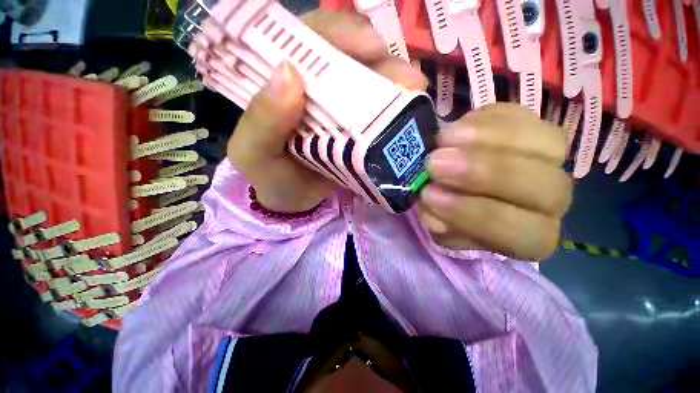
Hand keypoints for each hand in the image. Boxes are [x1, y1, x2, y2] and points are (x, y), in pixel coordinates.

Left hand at [228, 11, 426, 212]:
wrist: (293, 201)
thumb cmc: (270, 177)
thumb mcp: (254, 152)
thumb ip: (263, 120)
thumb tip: (289, 71)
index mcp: (283, 82)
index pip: (310, 40)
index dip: (341, 35)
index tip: (372, 48)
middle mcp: (316, 88)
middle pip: (350, 56)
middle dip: (382, 60)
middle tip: (408, 78)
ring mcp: (340, 110)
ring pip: (370, 83)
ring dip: (395, 84)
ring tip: (417, 92)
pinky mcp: (356, 131)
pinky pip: (378, 114)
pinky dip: (395, 111)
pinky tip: (410, 115)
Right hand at [419, 104, 572, 260]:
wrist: (453, 181)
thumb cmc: (447, 209)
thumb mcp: (440, 226)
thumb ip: (440, 227)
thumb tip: (437, 220)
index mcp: (526, 236)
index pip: (520, 233)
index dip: (474, 213)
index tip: (429, 195)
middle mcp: (549, 202)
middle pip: (545, 189)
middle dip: (483, 173)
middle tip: (434, 163)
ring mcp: (550, 161)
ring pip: (546, 144)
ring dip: (486, 140)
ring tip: (442, 139)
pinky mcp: (533, 127)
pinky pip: (523, 116)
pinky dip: (487, 119)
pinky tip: (456, 128)